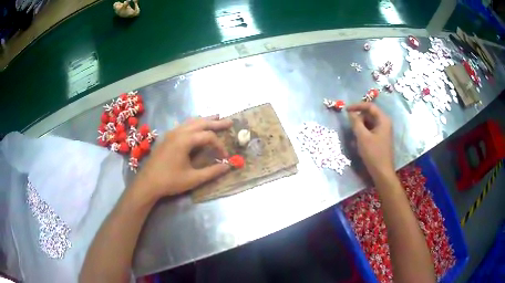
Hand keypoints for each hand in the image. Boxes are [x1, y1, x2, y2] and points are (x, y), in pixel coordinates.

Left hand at [132, 116, 232, 201]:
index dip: (219, 145)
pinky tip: (195, 124)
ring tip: (216, 117)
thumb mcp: (193, 179)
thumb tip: (228, 166)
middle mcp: (178, 132)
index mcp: (185, 140)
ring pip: (191, 121)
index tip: (224, 156)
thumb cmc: (170, 181)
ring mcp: (171, 133)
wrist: (148, 183)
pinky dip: (193, 123)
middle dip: (216, 122)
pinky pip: (183, 125)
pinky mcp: (167, 137)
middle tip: (229, 122)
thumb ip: (212, 172)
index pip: (208, 136)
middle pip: (201, 123)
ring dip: (204, 120)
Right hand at [347, 102, 393, 179]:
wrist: (382, 172)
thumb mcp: (362, 137)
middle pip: (369, 115)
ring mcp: (383, 132)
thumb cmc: (373, 154)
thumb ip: (356, 122)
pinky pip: (370, 131)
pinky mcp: (380, 139)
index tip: (346, 110)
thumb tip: (350, 113)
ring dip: (360, 128)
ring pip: (369, 124)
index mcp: (383, 120)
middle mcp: (384, 123)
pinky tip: (358, 143)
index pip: (370, 106)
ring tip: (354, 137)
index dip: (357, 106)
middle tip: (350, 126)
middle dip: (359, 119)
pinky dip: (363, 134)